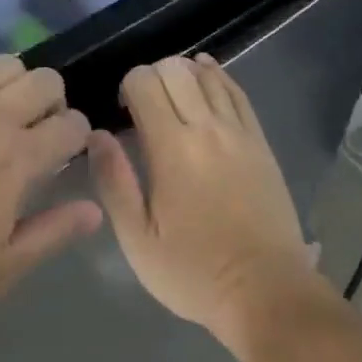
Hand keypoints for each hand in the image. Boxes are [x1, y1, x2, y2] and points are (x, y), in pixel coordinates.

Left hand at [0, 52, 100, 320]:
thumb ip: (50, 235)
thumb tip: (94, 211)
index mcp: (18, 160)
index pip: (71, 126)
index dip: (76, 137)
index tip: (63, 155)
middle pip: (44, 81)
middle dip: (51, 102)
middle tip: (33, 133)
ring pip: (2, 63)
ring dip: (13, 82)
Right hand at [89, 54, 320, 346]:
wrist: (266, 291)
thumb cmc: (193, 271)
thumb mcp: (137, 238)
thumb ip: (114, 181)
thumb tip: (95, 135)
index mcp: (173, 148)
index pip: (145, 83)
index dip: (126, 87)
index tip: (121, 114)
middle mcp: (208, 129)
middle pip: (176, 70)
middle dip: (152, 76)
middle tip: (142, 108)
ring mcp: (241, 133)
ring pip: (208, 76)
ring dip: (183, 74)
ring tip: (170, 98)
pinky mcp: (262, 143)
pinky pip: (238, 93)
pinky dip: (218, 77)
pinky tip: (206, 77)